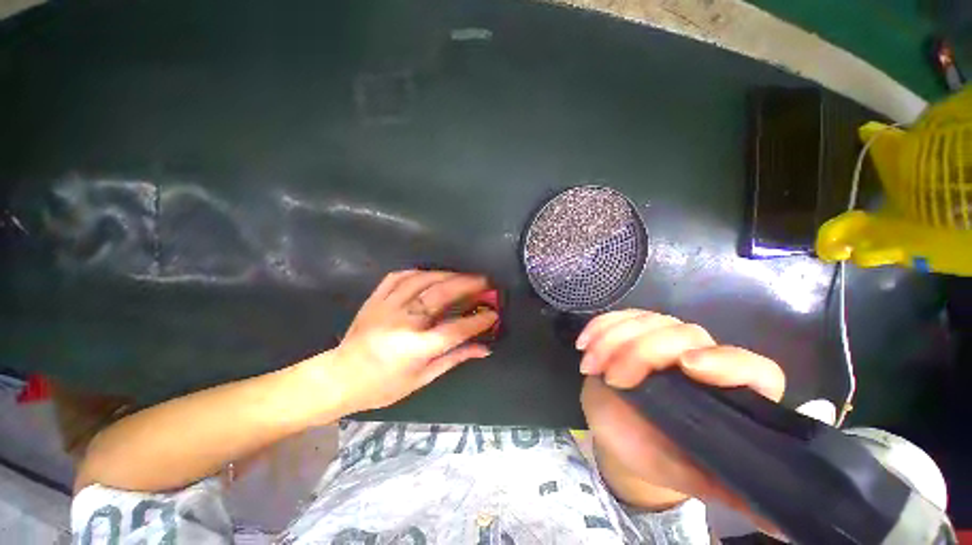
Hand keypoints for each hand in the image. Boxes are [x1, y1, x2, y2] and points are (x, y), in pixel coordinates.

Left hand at [327, 270, 497, 413]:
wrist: (339, 378)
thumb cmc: (383, 386)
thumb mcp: (422, 378)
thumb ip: (455, 358)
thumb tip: (485, 349)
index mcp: (415, 348)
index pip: (455, 329)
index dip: (478, 321)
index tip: (494, 313)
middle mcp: (402, 323)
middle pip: (440, 296)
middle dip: (467, 285)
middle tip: (484, 280)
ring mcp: (386, 307)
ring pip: (421, 280)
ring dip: (446, 275)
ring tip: (462, 275)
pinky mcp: (375, 299)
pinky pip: (398, 276)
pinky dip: (418, 272)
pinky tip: (430, 273)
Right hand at [577, 310, 784, 511]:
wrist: (623, 435)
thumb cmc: (661, 456)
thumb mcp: (695, 478)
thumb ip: (740, 497)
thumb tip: (788, 526)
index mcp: (727, 395)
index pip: (752, 368)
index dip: (727, 362)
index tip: (687, 367)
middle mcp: (700, 358)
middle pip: (685, 333)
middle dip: (642, 352)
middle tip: (614, 379)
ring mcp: (663, 339)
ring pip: (647, 320)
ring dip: (612, 338)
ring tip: (591, 366)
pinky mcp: (632, 331)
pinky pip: (619, 317)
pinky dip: (599, 326)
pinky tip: (584, 344)